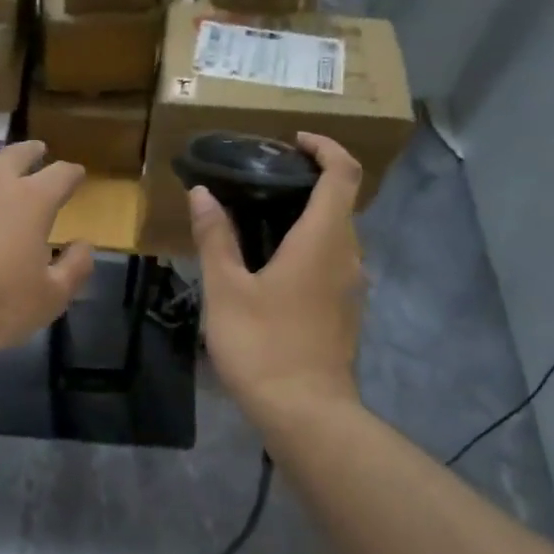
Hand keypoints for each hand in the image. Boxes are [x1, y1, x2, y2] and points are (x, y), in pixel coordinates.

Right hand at [190, 133, 365, 427]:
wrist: (305, 412)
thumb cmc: (263, 344)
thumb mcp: (226, 289)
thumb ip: (215, 237)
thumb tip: (202, 193)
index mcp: (323, 239)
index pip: (343, 173)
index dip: (325, 147)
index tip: (293, 141)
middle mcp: (348, 256)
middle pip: (341, 202)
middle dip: (310, 180)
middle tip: (262, 179)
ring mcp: (351, 287)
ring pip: (337, 235)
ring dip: (308, 217)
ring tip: (260, 220)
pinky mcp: (345, 312)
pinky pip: (333, 262)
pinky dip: (309, 247)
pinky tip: (272, 266)